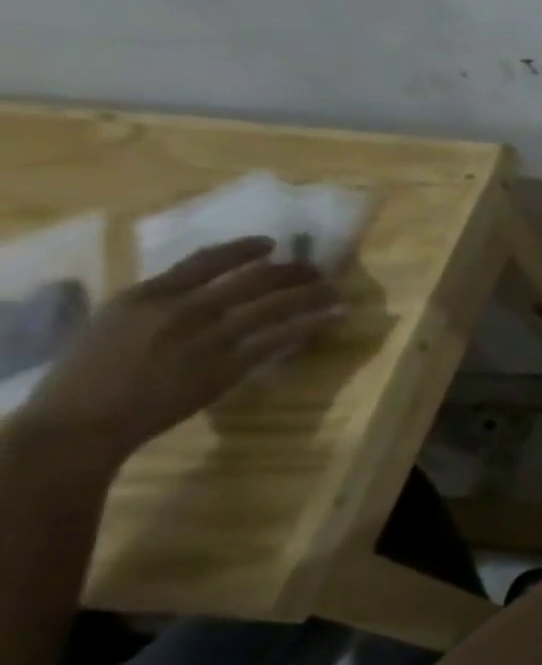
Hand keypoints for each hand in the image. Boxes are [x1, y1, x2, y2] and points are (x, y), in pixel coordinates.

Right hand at [17, 237, 338, 462]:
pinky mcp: (226, 368)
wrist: (83, 420)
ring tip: (334, 291)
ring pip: (273, 308)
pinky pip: (276, 341)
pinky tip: (331, 318)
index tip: (271, 244)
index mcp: (147, 296)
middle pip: (251, 281)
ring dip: (310, 296)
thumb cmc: (90, 372)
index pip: (204, 261)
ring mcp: (207, 340)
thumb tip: (204, 286)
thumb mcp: (116, 321)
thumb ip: (159, 301)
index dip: (243, 250)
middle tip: (317, 269)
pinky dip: (308, 326)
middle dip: (291, 272)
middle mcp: (181, 311)